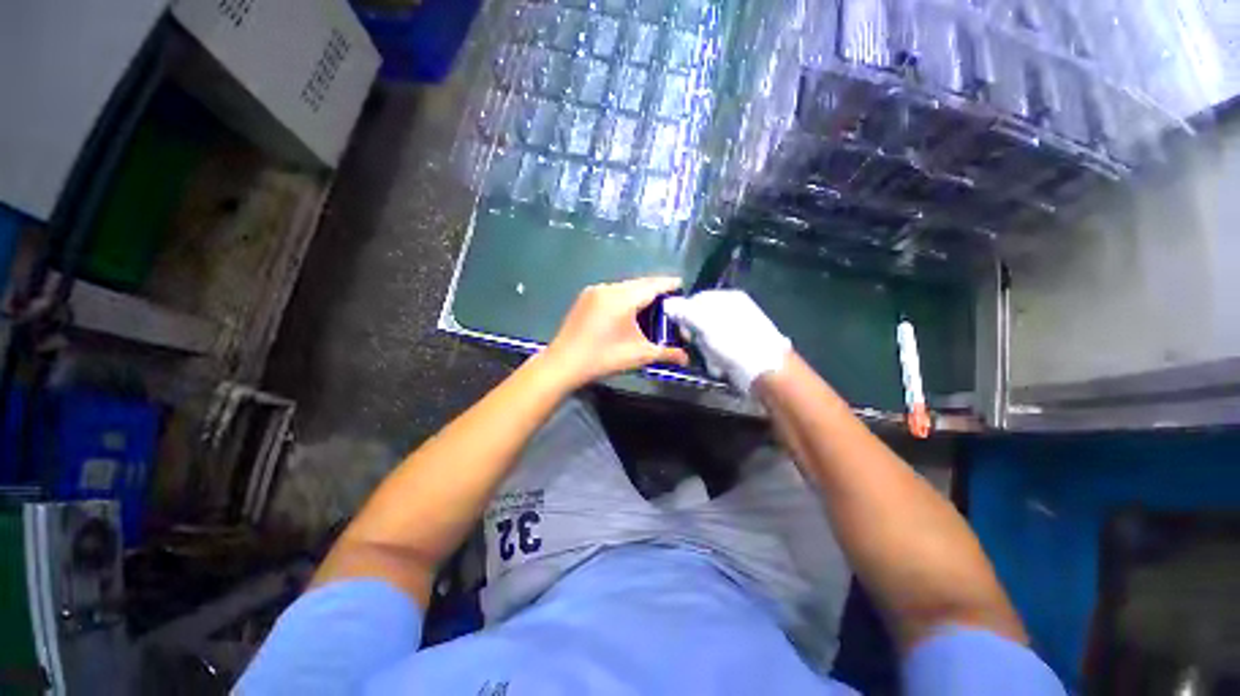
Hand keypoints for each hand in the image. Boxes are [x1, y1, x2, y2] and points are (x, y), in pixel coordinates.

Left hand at [543, 277, 689, 387]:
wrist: (563, 363)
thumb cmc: (604, 358)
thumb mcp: (639, 355)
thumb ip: (666, 353)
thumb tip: (686, 358)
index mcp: (623, 297)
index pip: (653, 285)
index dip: (669, 284)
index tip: (682, 285)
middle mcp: (609, 288)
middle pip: (639, 283)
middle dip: (655, 289)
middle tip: (670, 300)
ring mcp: (594, 291)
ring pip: (625, 287)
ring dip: (639, 293)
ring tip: (651, 306)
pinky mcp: (585, 298)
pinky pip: (612, 292)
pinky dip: (624, 297)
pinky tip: (628, 311)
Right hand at [663, 290, 790, 392]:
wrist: (765, 369)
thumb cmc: (734, 341)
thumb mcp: (705, 323)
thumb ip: (685, 311)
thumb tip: (667, 303)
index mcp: (728, 298)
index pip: (696, 299)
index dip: (684, 313)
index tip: (681, 329)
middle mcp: (734, 310)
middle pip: (701, 319)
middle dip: (696, 335)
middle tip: (696, 345)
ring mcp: (738, 329)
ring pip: (708, 338)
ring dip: (705, 350)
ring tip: (713, 358)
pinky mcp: (740, 347)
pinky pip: (718, 350)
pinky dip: (716, 358)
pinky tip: (720, 365)